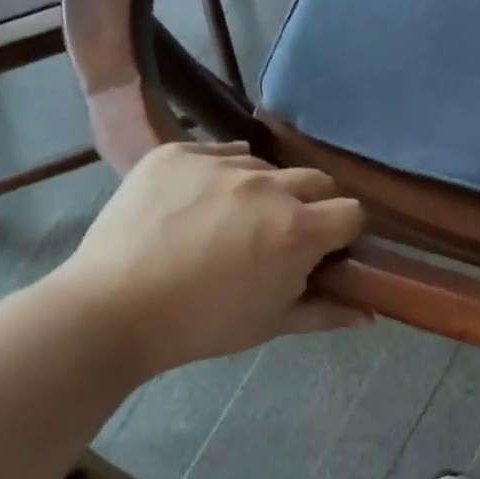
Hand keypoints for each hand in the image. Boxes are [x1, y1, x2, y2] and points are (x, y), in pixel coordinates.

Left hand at [49, 142, 368, 377]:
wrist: (108, 312)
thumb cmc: (200, 325)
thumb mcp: (271, 324)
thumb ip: (328, 312)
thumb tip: (371, 315)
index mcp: (297, 230)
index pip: (353, 212)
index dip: (344, 232)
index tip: (325, 249)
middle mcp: (268, 186)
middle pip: (317, 181)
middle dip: (312, 205)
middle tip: (280, 234)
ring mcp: (220, 163)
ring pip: (267, 166)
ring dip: (264, 190)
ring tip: (230, 220)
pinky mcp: (178, 152)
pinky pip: (220, 153)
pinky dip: (220, 174)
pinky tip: (197, 204)